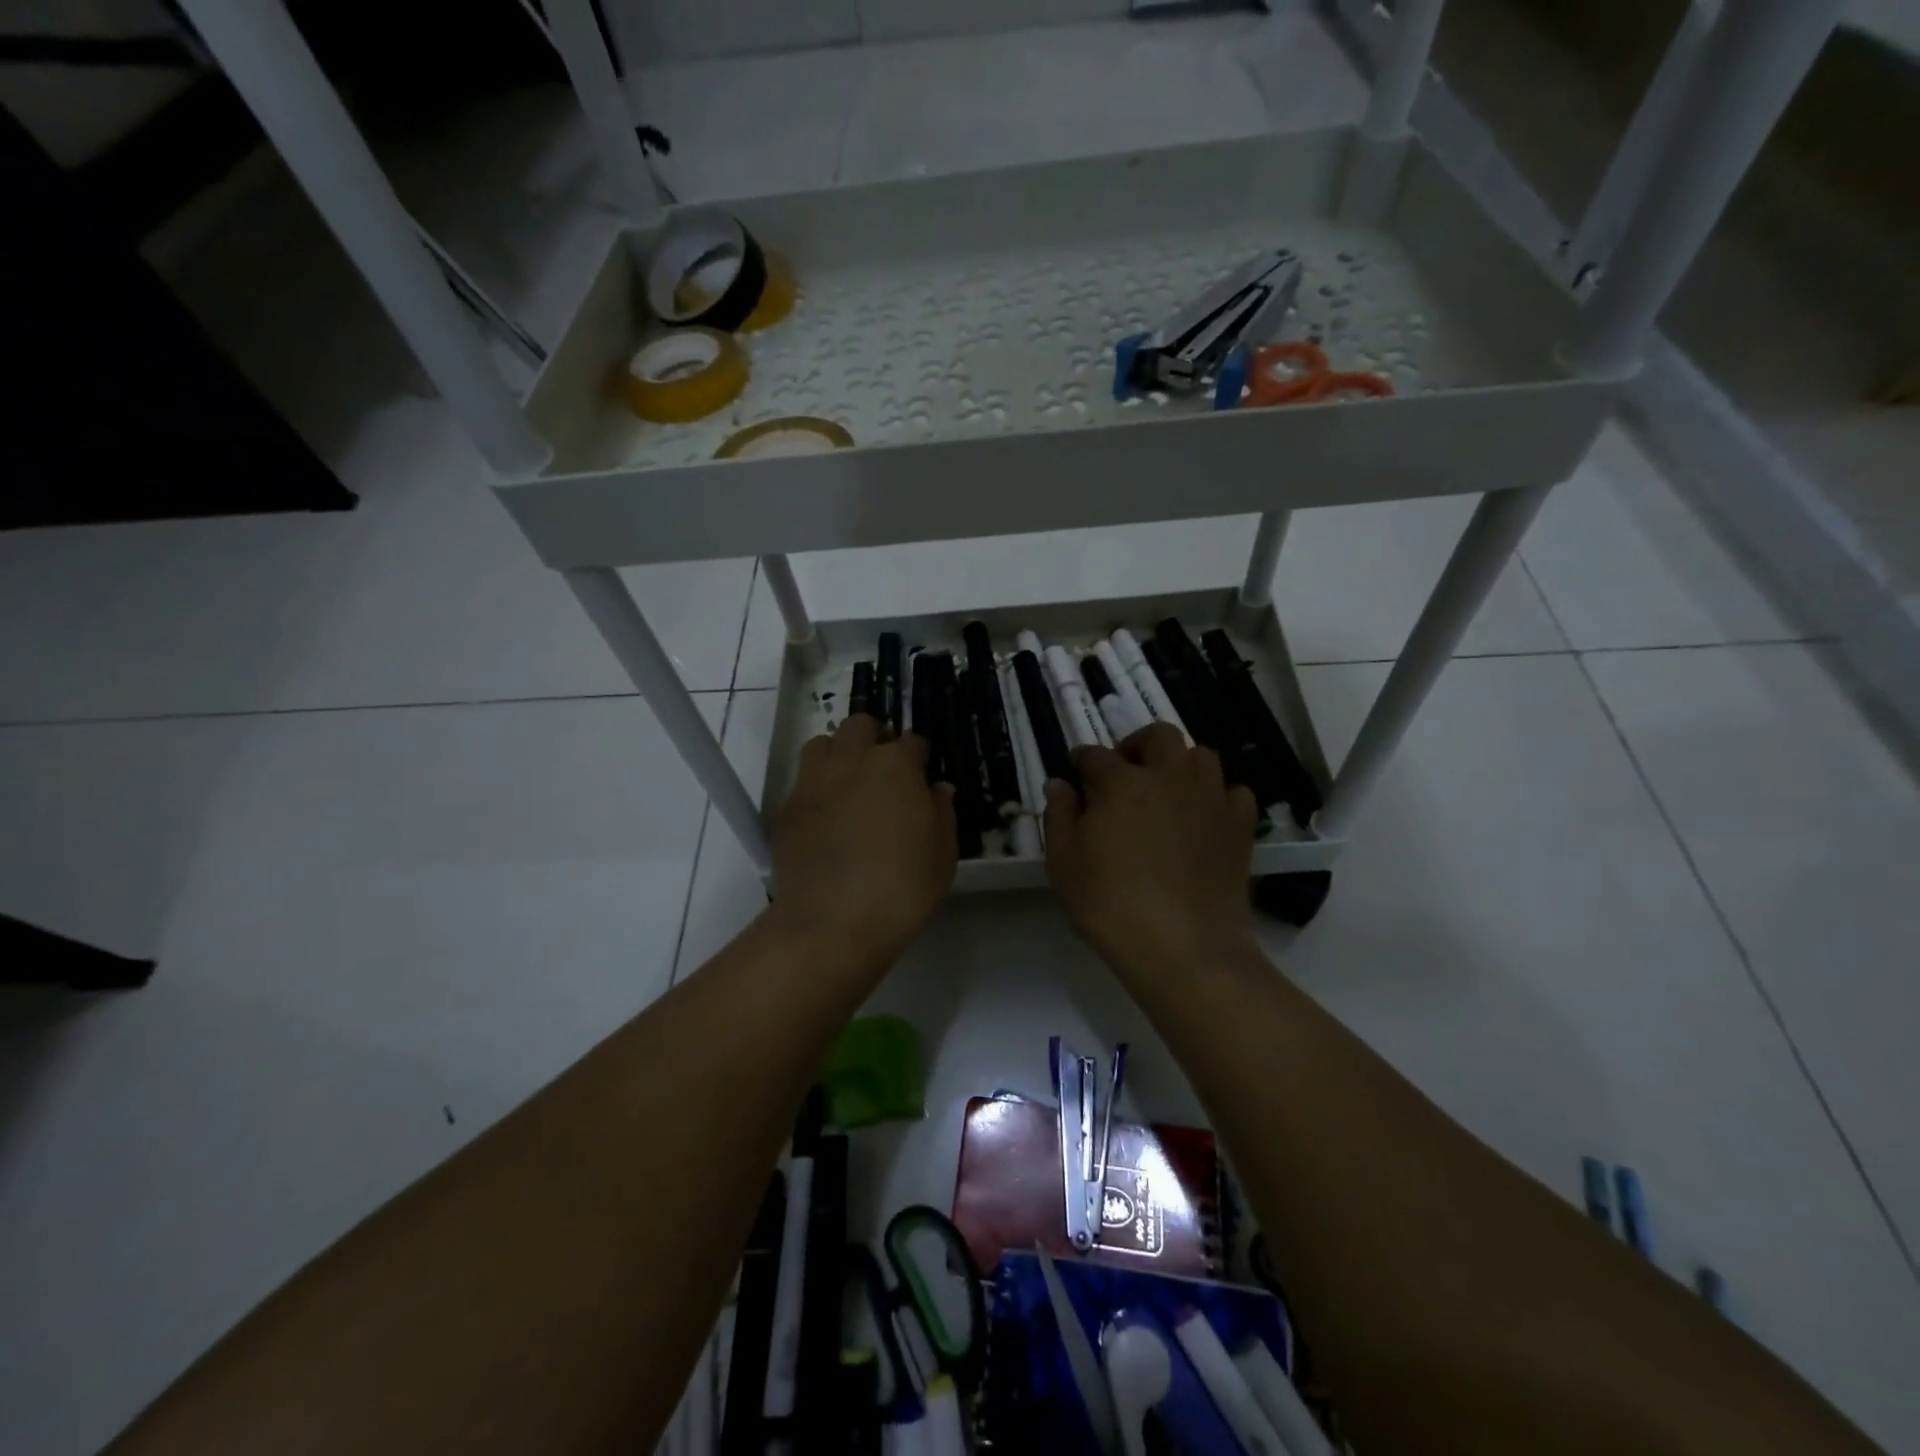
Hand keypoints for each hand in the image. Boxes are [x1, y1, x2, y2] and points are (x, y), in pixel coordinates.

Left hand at [766, 714, 956, 969]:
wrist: (833, 922)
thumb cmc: (902, 888)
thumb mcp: (942, 854)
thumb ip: (942, 812)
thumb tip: (936, 789)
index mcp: (896, 766)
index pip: (912, 741)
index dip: (918, 757)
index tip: (921, 775)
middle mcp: (852, 761)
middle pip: (860, 726)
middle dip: (874, 739)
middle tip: (883, 772)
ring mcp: (813, 781)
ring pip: (822, 744)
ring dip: (838, 755)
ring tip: (848, 785)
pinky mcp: (787, 808)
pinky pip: (802, 783)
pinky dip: (816, 790)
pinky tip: (825, 820)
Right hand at [1044, 723, 1258, 981]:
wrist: (1183, 947)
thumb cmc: (1110, 904)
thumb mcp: (1063, 863)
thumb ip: (1059, 816)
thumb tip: (1060, 784)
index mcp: (1121, 783)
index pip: (1095, 756)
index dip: (1082, 761)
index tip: (1077, 772)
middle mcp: (1169, 778)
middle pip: (1159, 736)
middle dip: (1138, 745)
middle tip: (1126, 771)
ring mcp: (1210, 799)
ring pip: (1202, 756)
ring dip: (1181, 764)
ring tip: (1167, 790)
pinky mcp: (1239, 826)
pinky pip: (1234, 793)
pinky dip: (1218, 796)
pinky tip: (1204, 816)